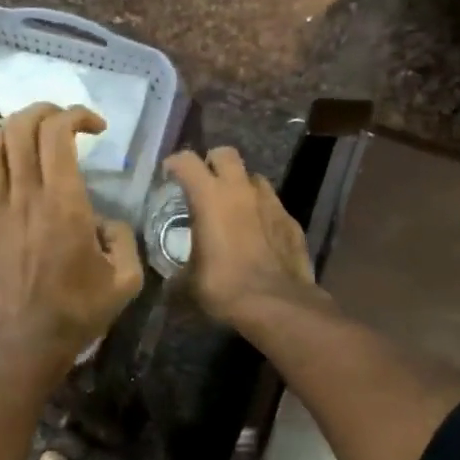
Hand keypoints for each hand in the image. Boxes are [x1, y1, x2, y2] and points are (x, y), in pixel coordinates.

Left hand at [0, 103, 145, 369]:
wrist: (26, 343)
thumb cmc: (78, 312)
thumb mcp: (125, 279)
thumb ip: (124, 239)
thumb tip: (106, 223)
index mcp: (63, 201)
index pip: (58, 132)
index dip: (76, 115)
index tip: (96, 128)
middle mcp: (24, 196)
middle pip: (19, 127)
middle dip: (43, 111)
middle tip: (62, 123)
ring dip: (9, 132)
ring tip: (28, 140)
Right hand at [164, 147, 317, 324]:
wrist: (278, 304)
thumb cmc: (224, 287)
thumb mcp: (188, 284)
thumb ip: (176, 274)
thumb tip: (170, 282)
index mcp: (210, 197)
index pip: (187, 161)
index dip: (175, 163)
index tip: (169, 175)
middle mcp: (241, 190)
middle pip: (226, 154)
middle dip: (212, 162)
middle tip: (204, 183)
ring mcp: (271, 202)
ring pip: (253, 177)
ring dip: (240, 186)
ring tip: (233, 208)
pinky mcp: (291, 220)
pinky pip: (272, 205)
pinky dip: (261, 212)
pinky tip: (257, 234)